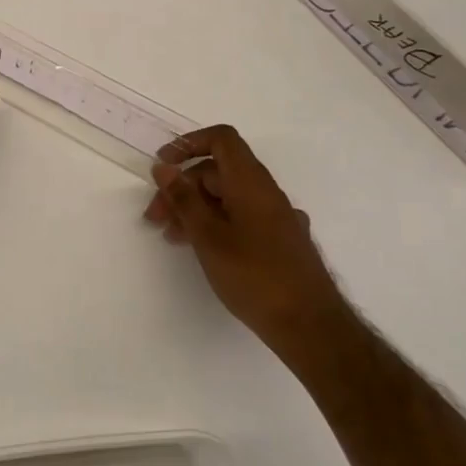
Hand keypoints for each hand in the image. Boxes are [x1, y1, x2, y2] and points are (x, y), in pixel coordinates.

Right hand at [143, 124, 346, 351]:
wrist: (310, 325)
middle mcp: (266, 192)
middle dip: (182, 187)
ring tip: (172, 237)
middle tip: (155, 217)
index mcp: (251, 182)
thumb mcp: (208, 236)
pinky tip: (203, 249)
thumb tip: (165, 168)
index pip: (221, 139)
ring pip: (228, 197)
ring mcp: (276, 217)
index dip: (189, 144)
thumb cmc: (254, 276)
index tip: (163, 166)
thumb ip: (184, 199)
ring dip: (196, 208)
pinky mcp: (280, 240)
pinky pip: (242, 217)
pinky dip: (216, 223)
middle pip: (219, 171)